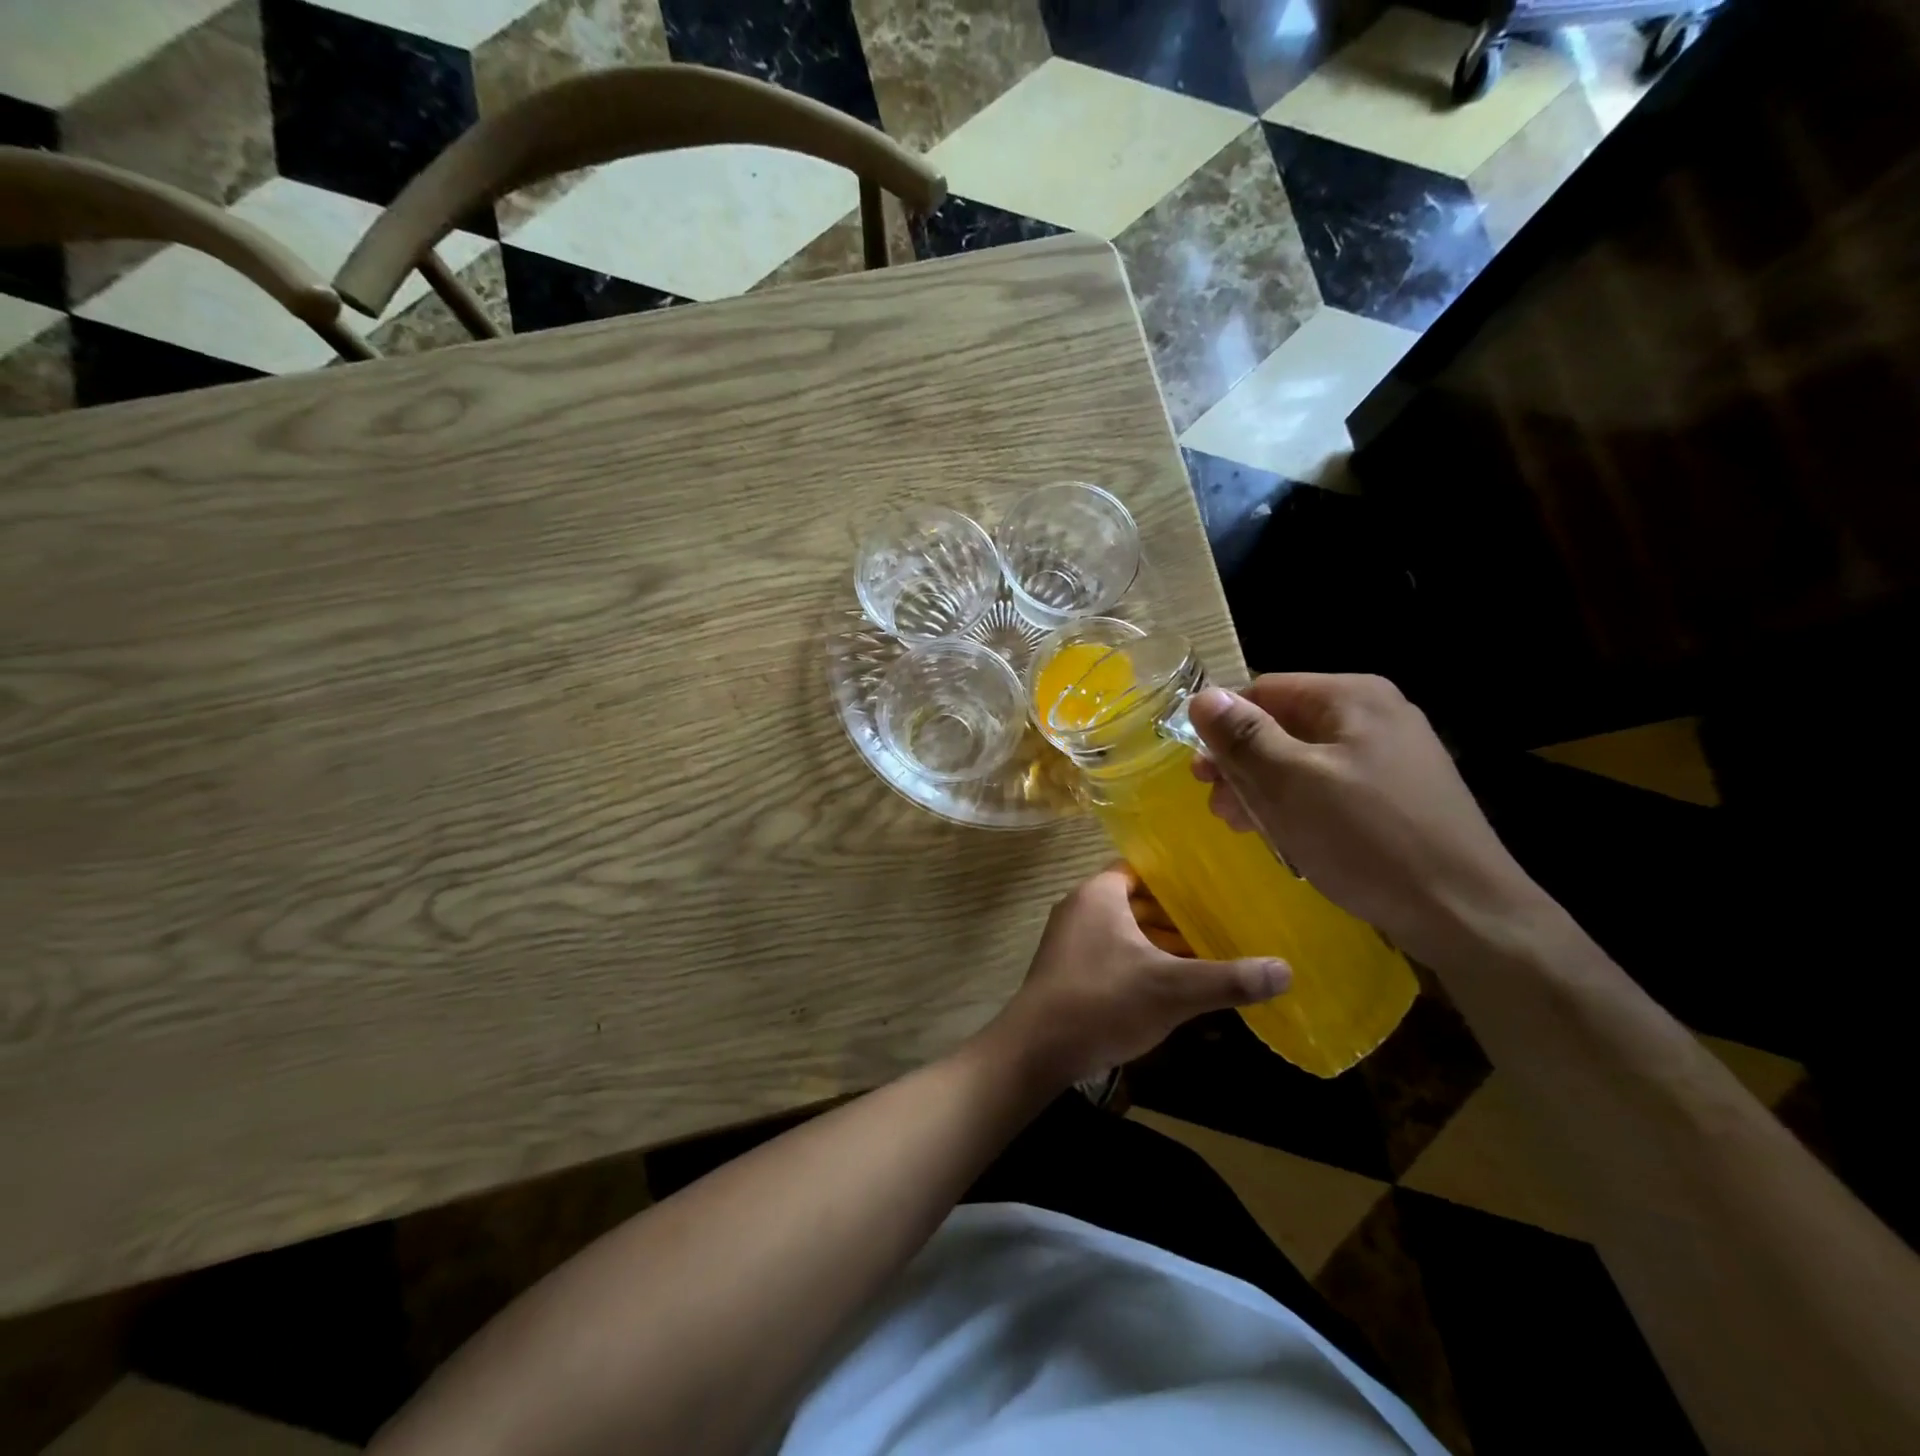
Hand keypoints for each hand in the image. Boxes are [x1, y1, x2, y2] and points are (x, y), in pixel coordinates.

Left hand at [984, 865, 1288, 1088]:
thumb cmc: (1102, 1002)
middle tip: (1221, 921)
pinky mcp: (1068, 970)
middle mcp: (1081, 908)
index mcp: (1100, 895)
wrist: (1037, 1049)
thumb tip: (1286, 970)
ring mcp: (1070, 941)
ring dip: (1159, 942)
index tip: (1214, 887)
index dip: (1177, 877)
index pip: (1142, 869)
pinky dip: (1140, 963)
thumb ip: (1227, 979)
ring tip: (1206, 954)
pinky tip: (1171, 986)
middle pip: (1137, 901)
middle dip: (1175, 914)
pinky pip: (1112, 954)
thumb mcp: (1172, 989)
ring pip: (1125, 931)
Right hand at [1187, 675, 1550, 969]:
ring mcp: (1390, 754)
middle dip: (1242, 764)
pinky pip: (1329, 785)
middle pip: (1283, 725)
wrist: (1464, 912)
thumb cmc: (1367, 838)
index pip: (1264, 690)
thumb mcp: (1291, 783)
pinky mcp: (1397, 793)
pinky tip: (1284, 833)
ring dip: (1264, 788)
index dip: (1223, 727)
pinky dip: (1298, 804)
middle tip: (1216, 806)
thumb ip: (1244, 736)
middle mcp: (1374, 714)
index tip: (1199, 774)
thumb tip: (1202, 696)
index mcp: (1351, 696)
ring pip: (1303, 758)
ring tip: (1241, 825)